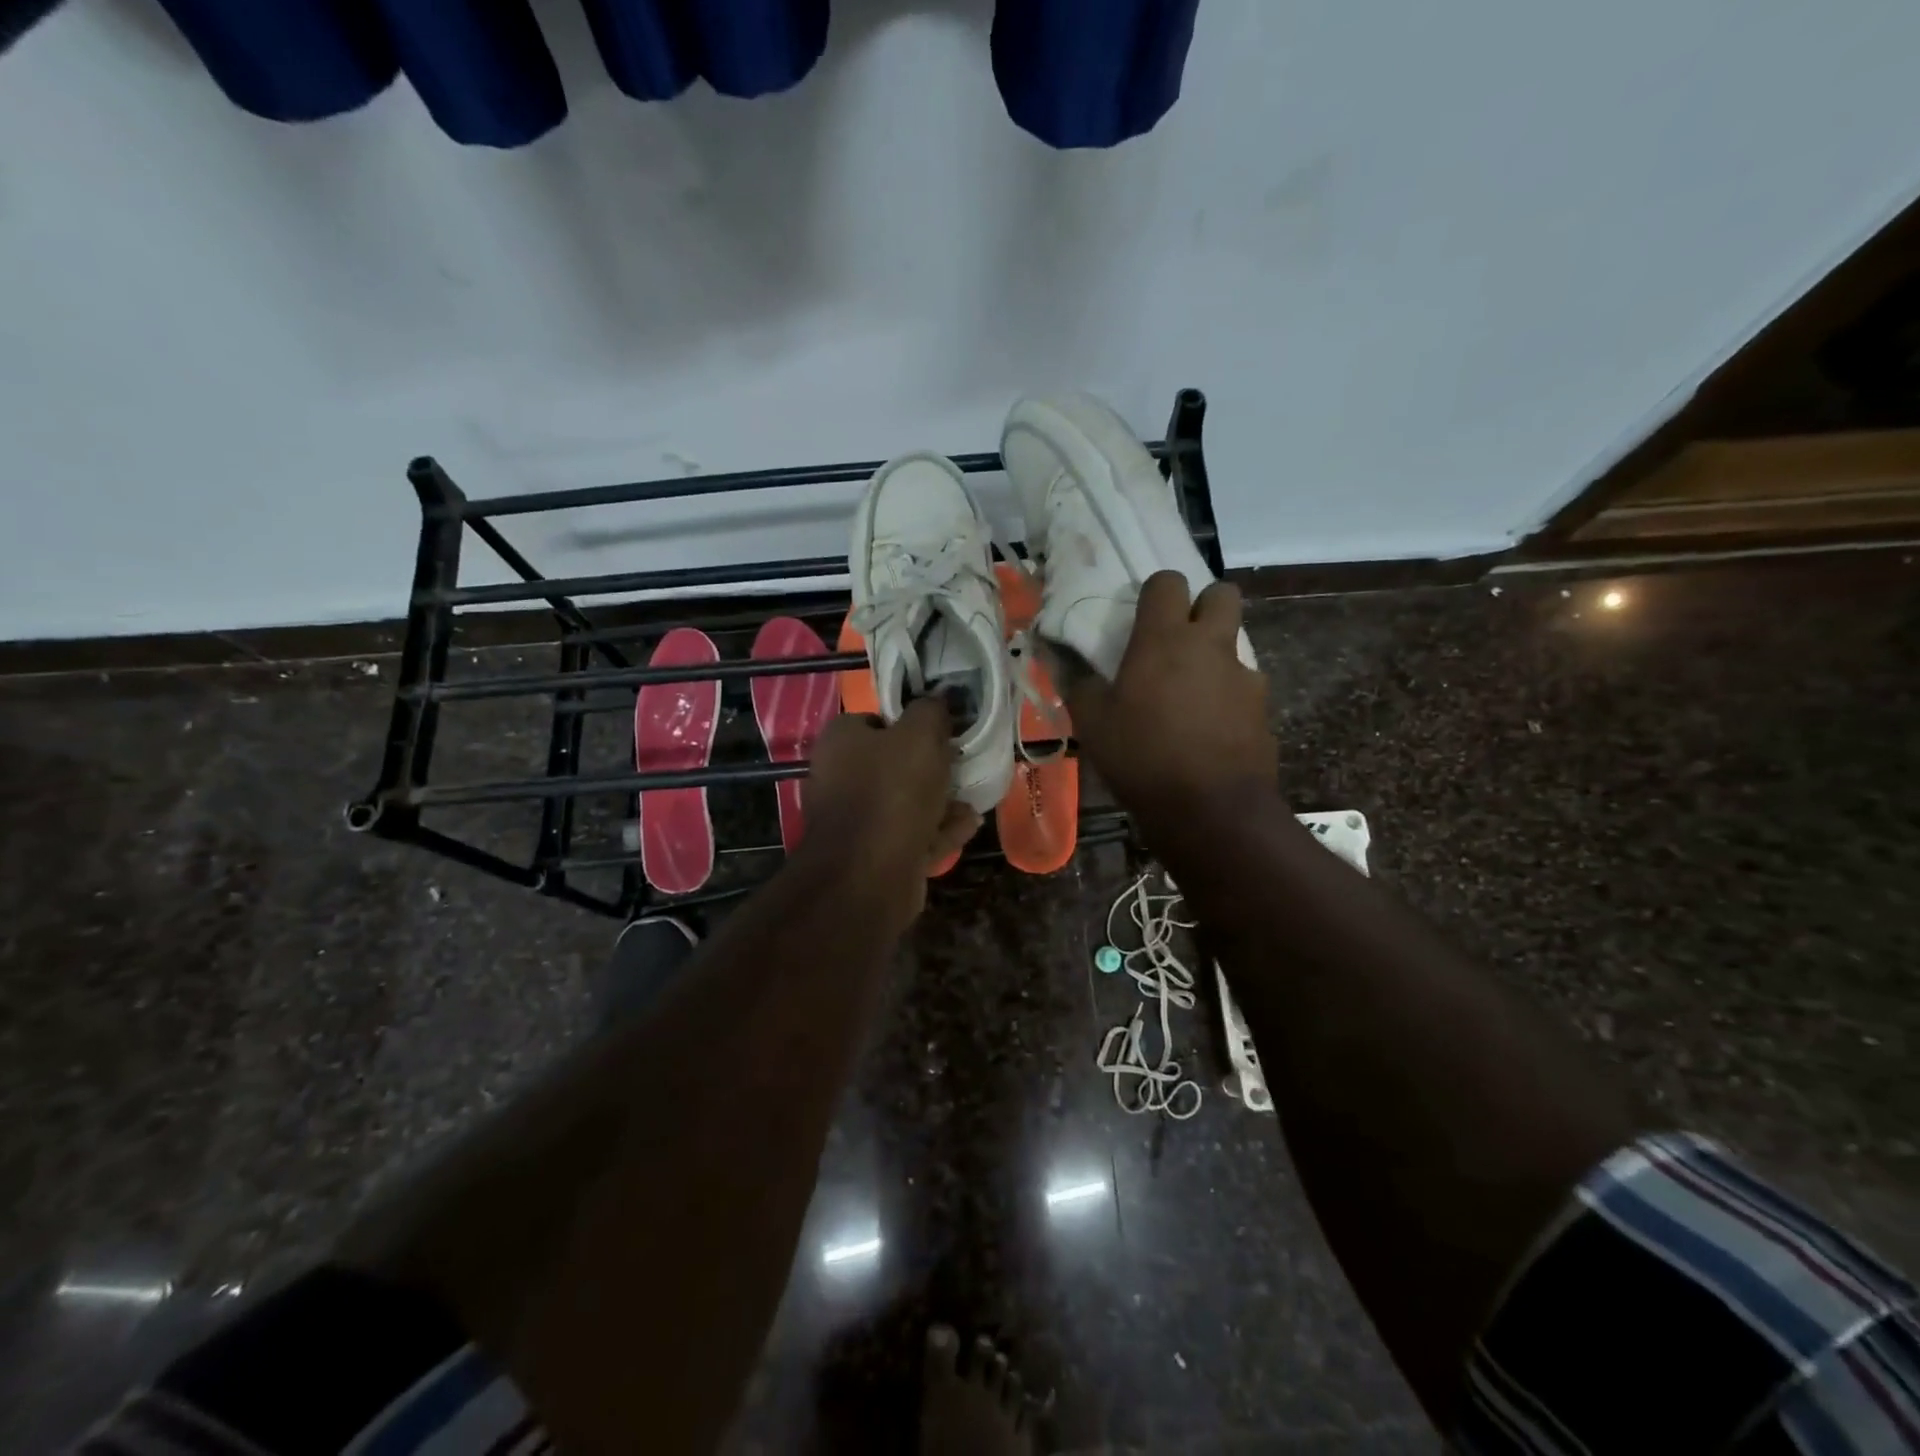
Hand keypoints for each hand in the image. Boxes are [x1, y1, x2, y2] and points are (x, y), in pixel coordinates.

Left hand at [800, 699, 981, 923]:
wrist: (870, 875)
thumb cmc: (893, 792)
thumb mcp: (920, 734)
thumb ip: (930, 711)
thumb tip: (936, 701)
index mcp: (840, 741)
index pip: (875, 719)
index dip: (910, 722)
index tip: (942, 730)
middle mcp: (840, 777)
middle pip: (893, 763)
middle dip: (931, 766)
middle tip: (962, 764)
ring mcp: (855, 820)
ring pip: (905, 801)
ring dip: (941, 800)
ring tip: (972, 799)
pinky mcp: (873, 854)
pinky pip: (910, 834)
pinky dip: (938, 829)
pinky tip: (969, 825)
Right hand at [1062, 571, 1276, 827]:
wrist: (1210, 808)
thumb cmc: (1142, 757)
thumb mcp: (1093, 723)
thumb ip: (1077, 683)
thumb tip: (1057, 656)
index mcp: (1165, 639)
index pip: (1168, 581)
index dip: (1156, 591)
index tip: (1143, 615)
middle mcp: (1210, 645)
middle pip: (1222, 594)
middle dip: (1204, 605)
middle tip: (1179, 637)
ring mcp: (1242, 675)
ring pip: (1234, 642)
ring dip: (1214, 654)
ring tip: (1189, 693)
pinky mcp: (1262, 707)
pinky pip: (1243, 685)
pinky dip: (1228, 695)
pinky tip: (1210, 727)